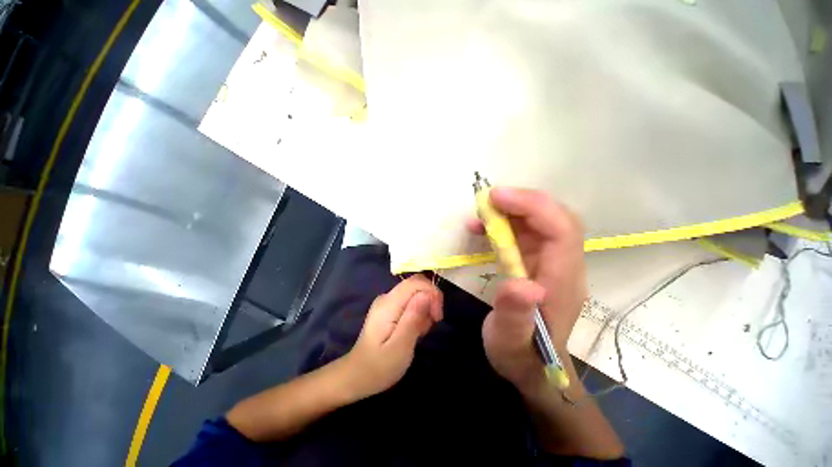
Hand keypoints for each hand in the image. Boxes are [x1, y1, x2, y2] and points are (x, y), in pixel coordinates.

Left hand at [342, 274, 442, 398]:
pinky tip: (414, 331)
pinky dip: (418, 314)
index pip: (416, 282)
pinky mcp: (389, 308)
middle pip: (416, 285)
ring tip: (420, 333)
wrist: (357, 376)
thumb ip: (413, 318)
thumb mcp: (400, 347)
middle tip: (431, 325)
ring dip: (425, 310)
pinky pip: (410, 302)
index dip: (432, 293)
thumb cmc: (379, 367)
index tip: (437, 316)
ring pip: (415, 294)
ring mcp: (387, 302)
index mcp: (389, 304)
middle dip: (430, 301)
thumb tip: (427, 294)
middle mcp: (387, 297)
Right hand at [472, 188, 586, 392]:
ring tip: (480, 216)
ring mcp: (552, 263)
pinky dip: (506, 224)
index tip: (497, 197)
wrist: (534, 368)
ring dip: (512, 211)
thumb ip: (515, 315)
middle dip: (523, 202)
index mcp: (562, 282)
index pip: (561, 230)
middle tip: (488, 200)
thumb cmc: (520, 355)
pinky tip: (483, 229)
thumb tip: (523, 284)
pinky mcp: (539, 263)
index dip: (532, 206)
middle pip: (556, 218)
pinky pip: (527, 233)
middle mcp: (563, 266)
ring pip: (541, 222)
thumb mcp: (510, 341)